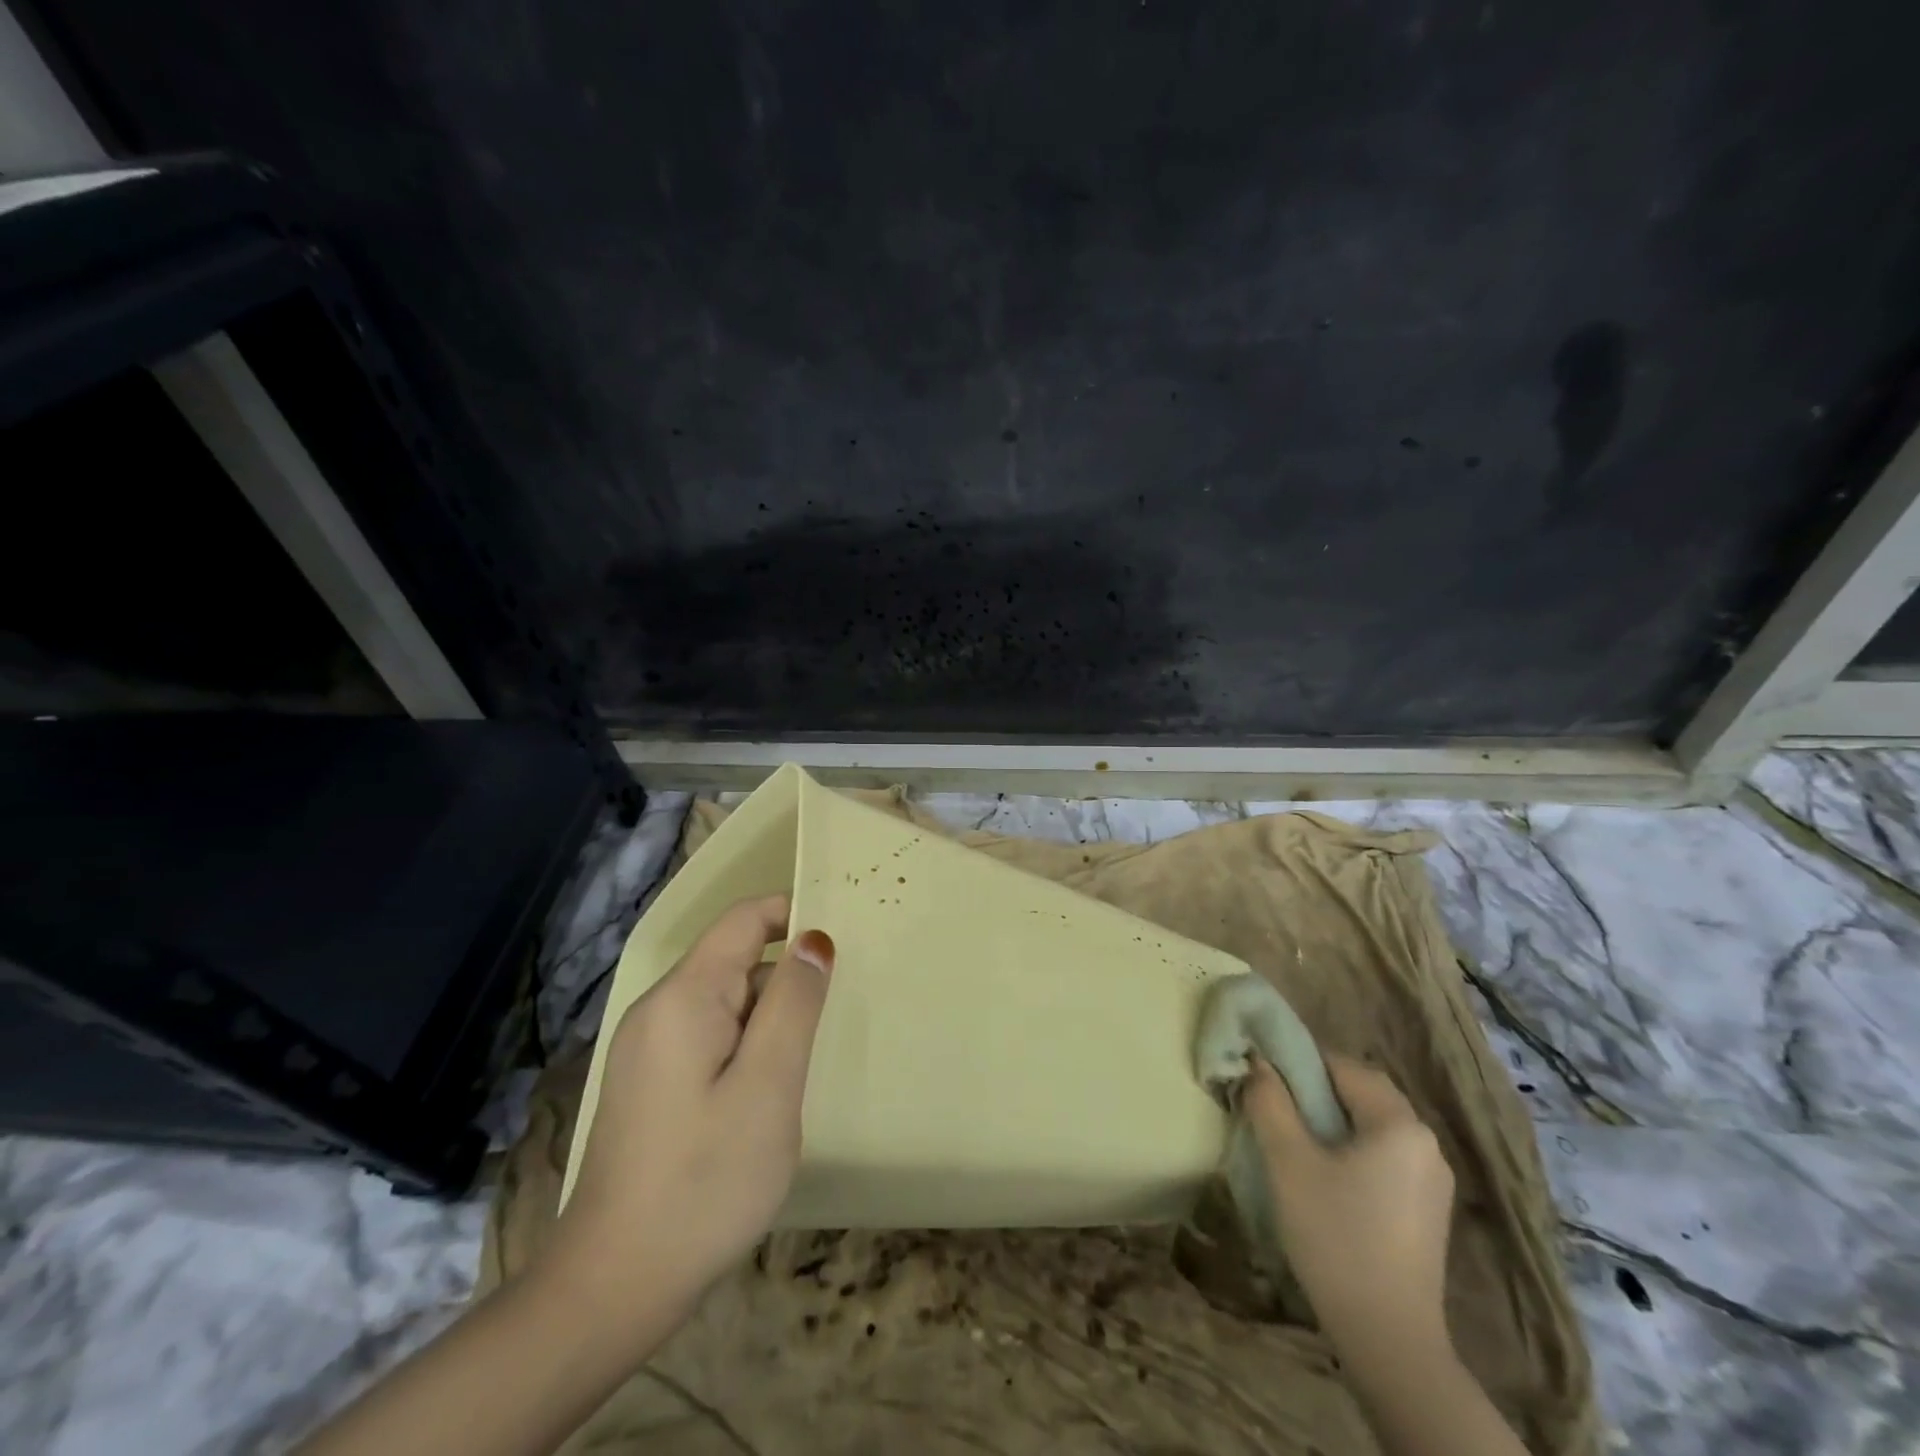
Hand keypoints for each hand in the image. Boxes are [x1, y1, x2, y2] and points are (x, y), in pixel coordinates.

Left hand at [547, 895, 832, 1346]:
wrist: (614, 1288)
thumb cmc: (704, 1182)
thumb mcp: (768, 1087)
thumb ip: (794, 1003)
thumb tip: (815, 939)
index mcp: (684, 997)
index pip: (745, 919)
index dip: (795, 912)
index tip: (846, 933)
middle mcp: (659, 1009)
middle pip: (735, 959)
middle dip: (788, 973)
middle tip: (839, 1009)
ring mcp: (649, 1049)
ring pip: (726, 1001)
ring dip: (771, 1015)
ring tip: (810, 1055)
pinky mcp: (651, 1083)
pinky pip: (710, 1036)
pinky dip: (748, 1044)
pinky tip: (769, 1090)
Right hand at [1243, 1054, 1455, 1357]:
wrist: (1389, 1338)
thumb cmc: (1335, 1236)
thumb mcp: (1288, 1161)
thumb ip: (1270, 1102)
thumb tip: (1257, 1062)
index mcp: (1399, 1122)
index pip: (1341, 1065)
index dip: (1298, 1062)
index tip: (1263, 1076)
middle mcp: (1426, 1142)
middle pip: (1362, 1092)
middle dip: (1315, 1089)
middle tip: (1274, 1104)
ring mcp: (1432, 1179)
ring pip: (1372, 1124)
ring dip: (1332, 1119)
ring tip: (1292, 1138)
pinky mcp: (1428, 1208)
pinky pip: (1385, 1154)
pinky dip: (1352, 1148)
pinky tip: (1325, 1175)